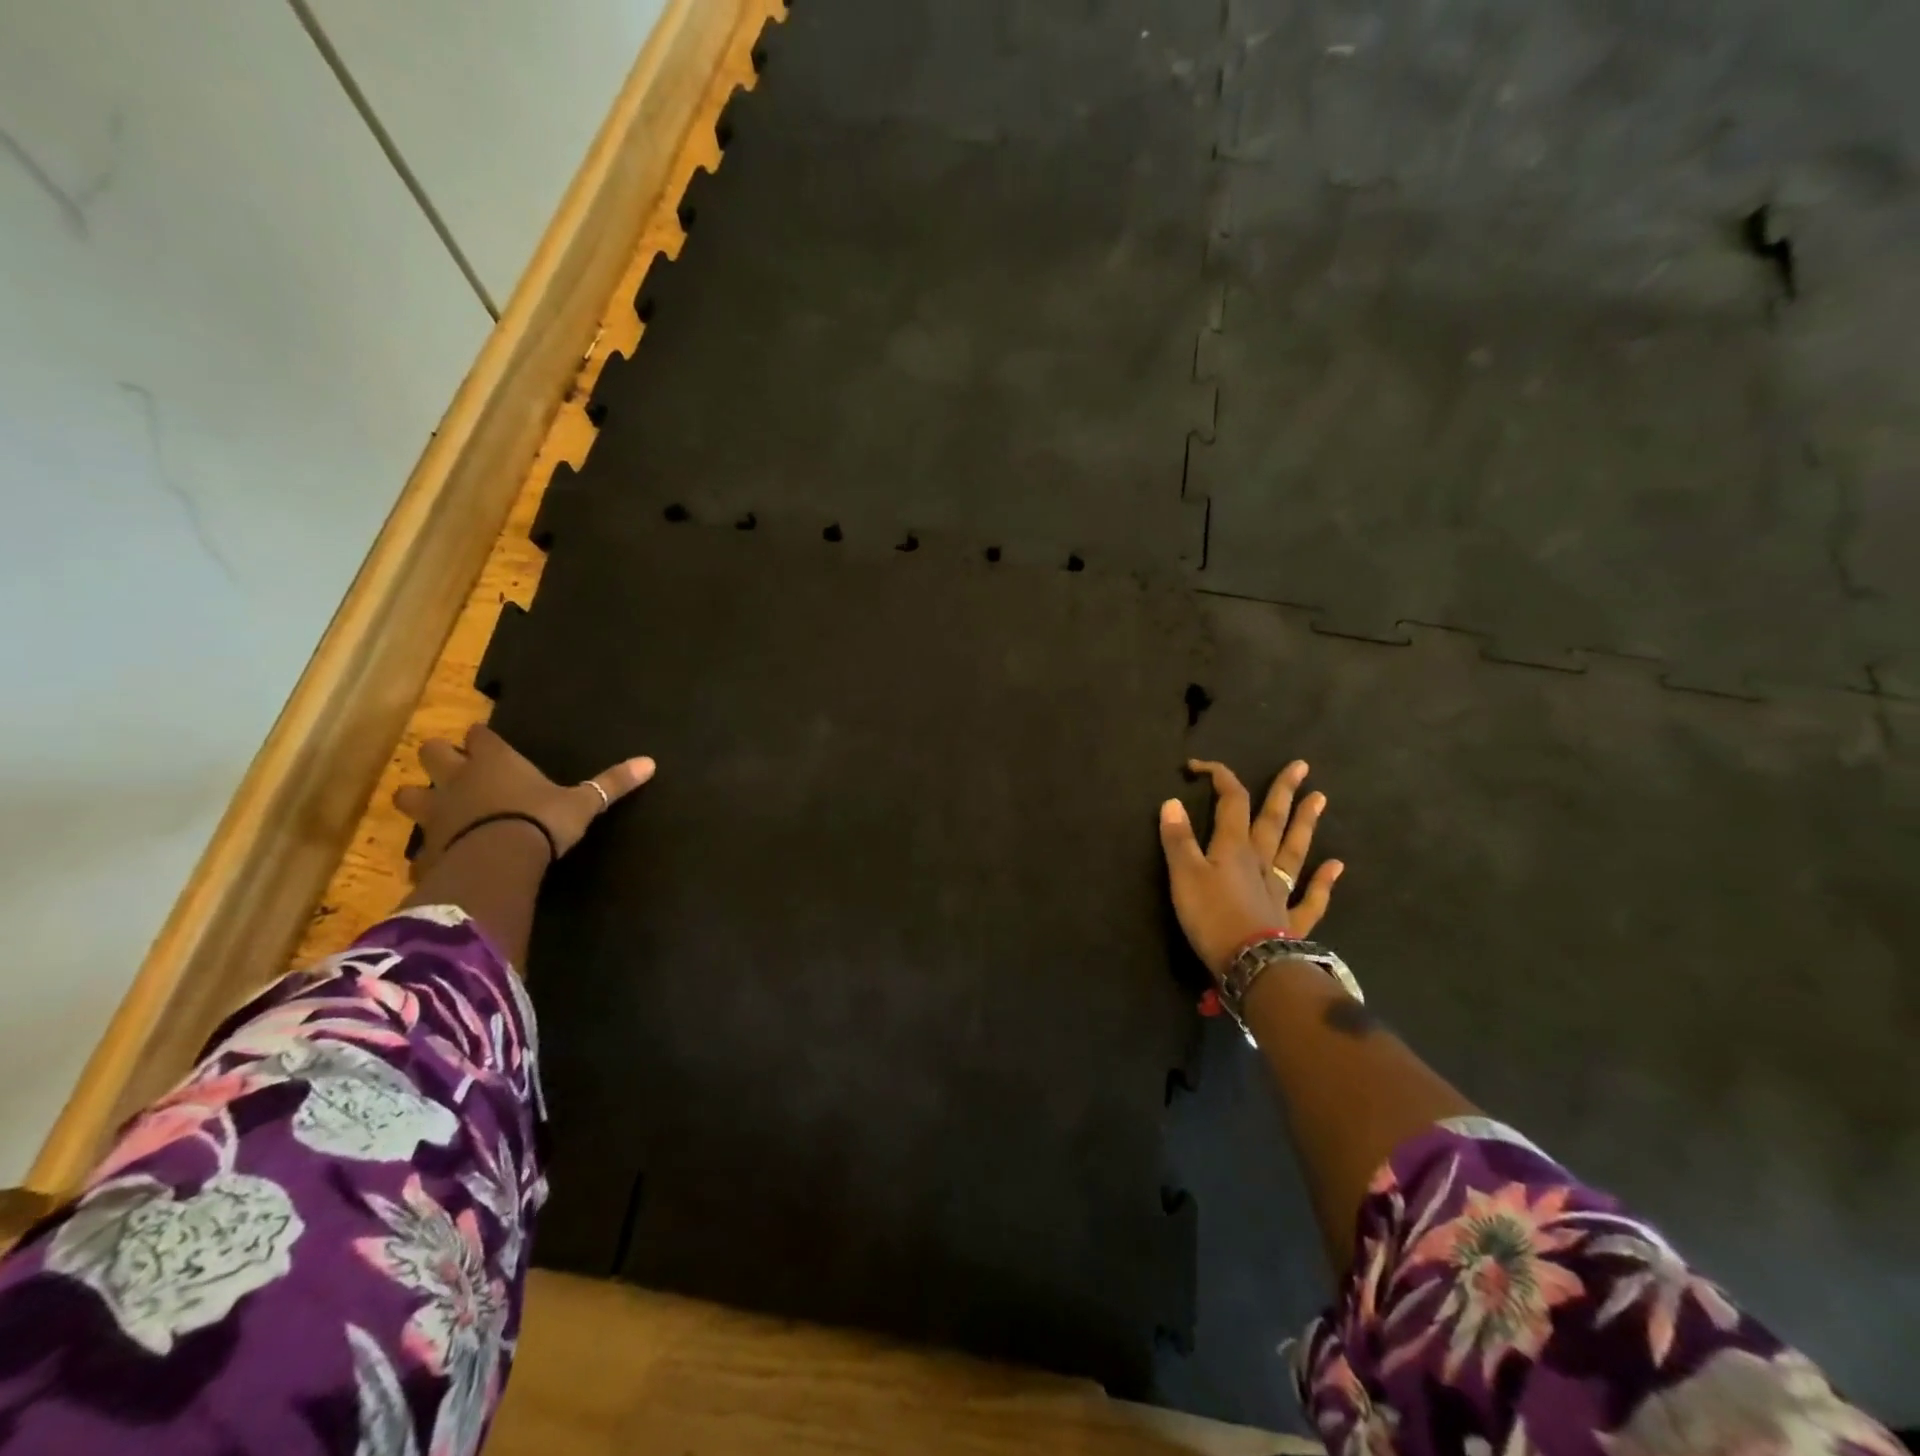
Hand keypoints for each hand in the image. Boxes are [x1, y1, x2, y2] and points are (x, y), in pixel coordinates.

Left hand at [395, 724, 654, 873]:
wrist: (497, 861)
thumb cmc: (541, 821)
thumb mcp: (583, 803)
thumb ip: (611, 783)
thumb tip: (650, 762)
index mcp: (495, 761)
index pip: (480, 735)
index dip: (483, 738)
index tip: (486, 740)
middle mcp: (459, 778)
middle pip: (432, 753)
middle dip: (439, 758)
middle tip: (452, 768)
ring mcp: (436, 813)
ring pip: (409, 796)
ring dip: (419, 798)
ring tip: (433, 808)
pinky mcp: (426, 848)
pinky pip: (419, 846)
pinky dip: (425, 849)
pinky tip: (437, 858)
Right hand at [1158, 758, 1343, 979]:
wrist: (1252, 964)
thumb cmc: (1212, 916)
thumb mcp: (1184, 875)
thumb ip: (1178, 839)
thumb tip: (1172, 802)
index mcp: (1234, 847)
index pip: (1231, 802)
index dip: (1220, 778)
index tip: (1200, 766)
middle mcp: (1261, 861)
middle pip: (1273, 820)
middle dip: (1283, 791)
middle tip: (1301, 767)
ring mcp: (1280, 890)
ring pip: (1295, 850)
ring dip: (1306, 824)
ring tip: (1321, 798)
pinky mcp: (1291, 920)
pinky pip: (1311, 897)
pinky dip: (1324, 882)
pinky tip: (1336, 865)